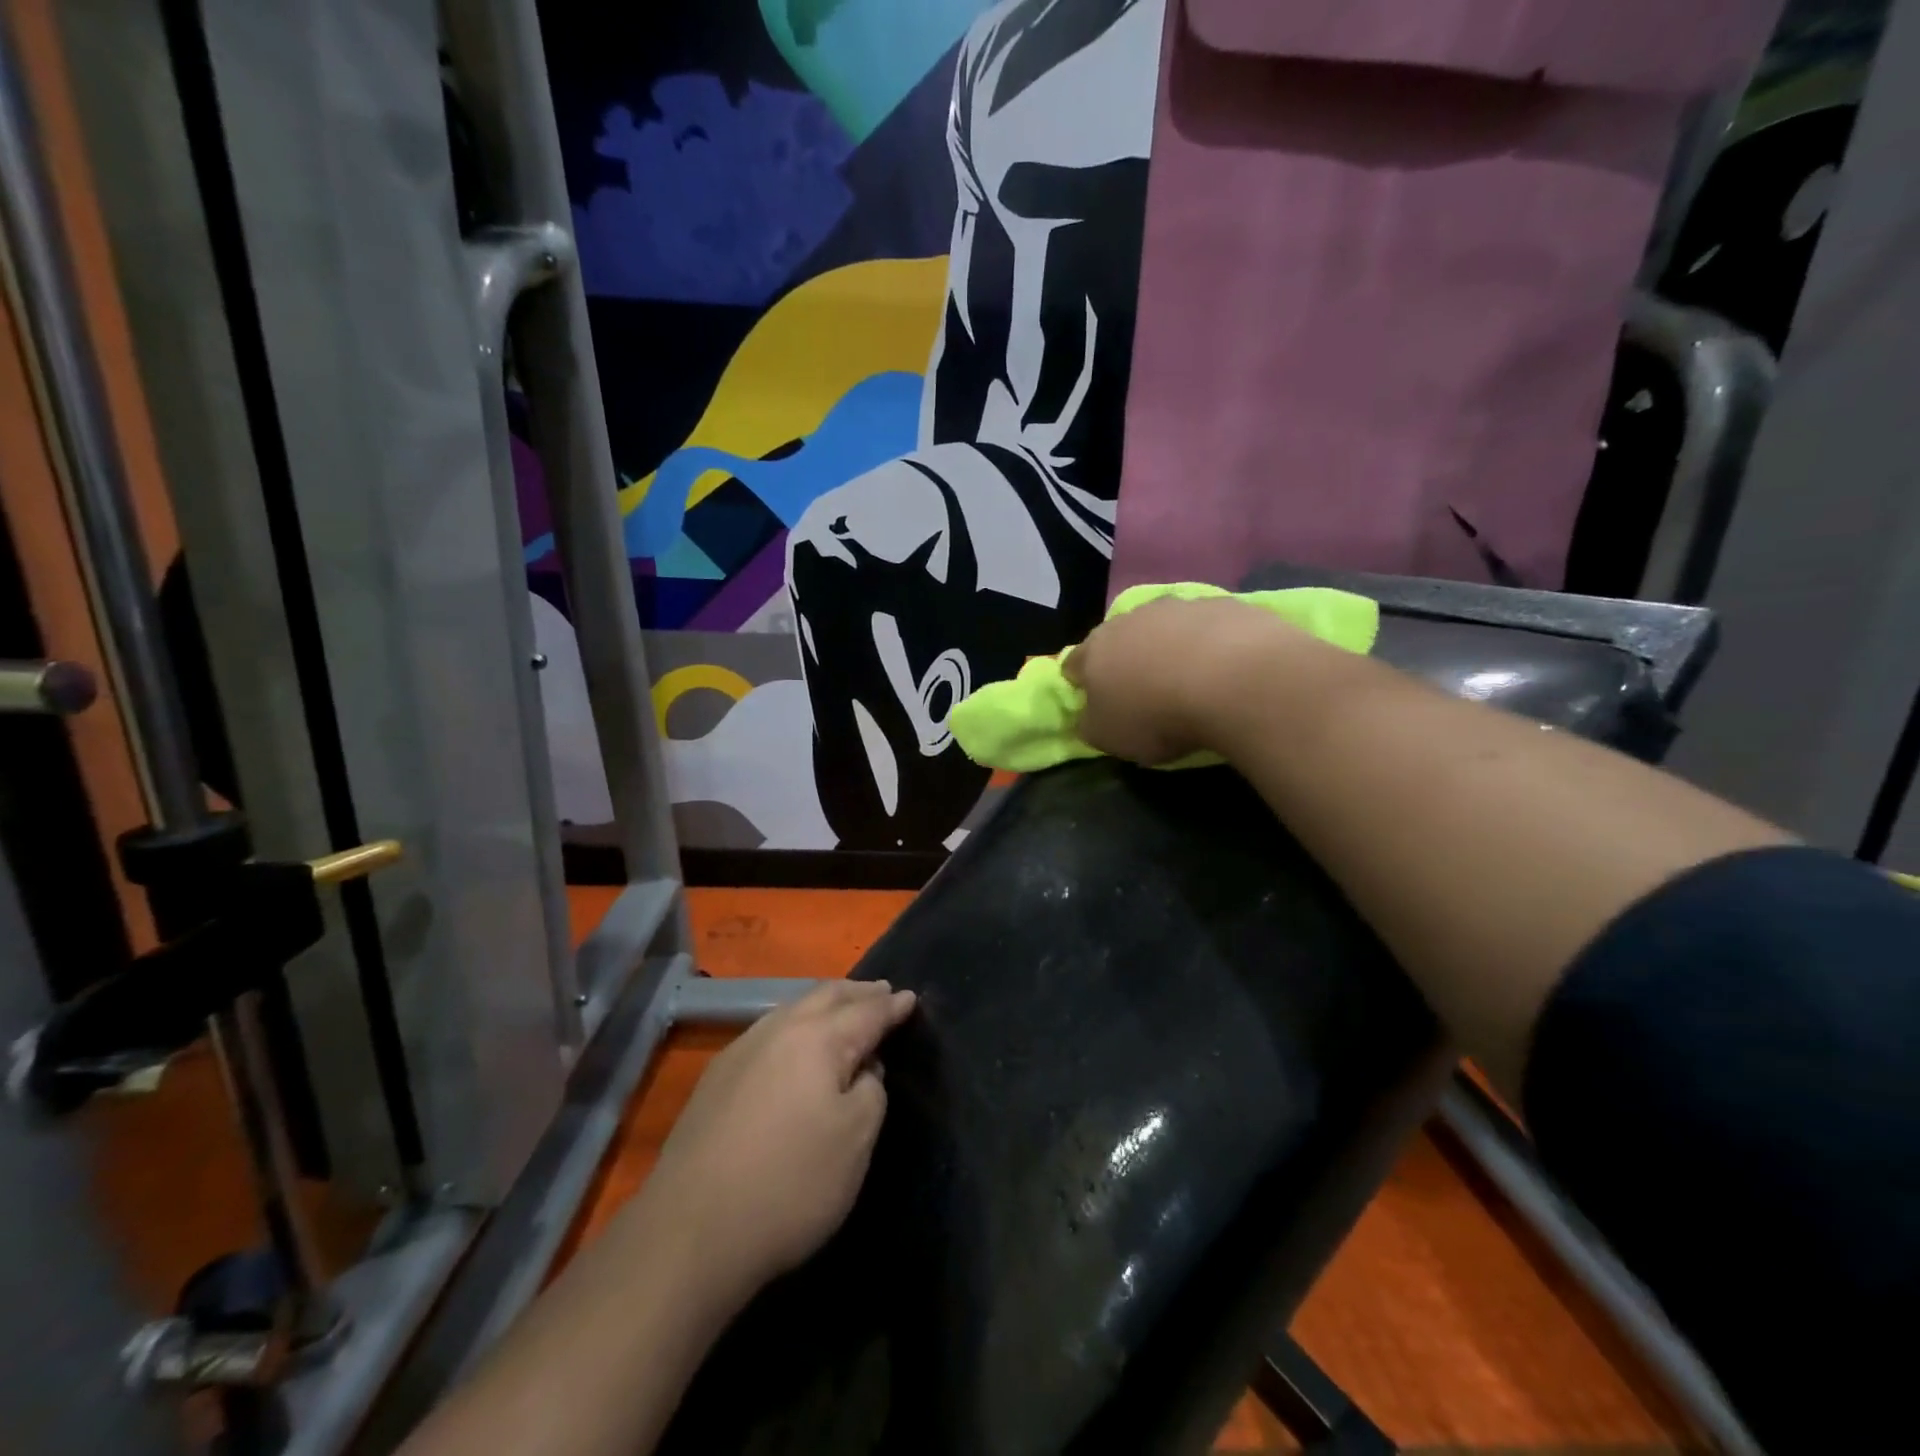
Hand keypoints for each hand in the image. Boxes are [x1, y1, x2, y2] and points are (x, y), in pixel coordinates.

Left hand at [642, 979, 916, 1297]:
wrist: (690, 1231)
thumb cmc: (790, 1183)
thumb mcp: (855, 1140)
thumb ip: (871, 1090)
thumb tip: (861, 1067)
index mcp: (818, 1038)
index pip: (866, 1012)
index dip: (892, 1006)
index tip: (911, 997)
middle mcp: (778, 1030)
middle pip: (826, 996)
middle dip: (858, 993)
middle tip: (882, 992)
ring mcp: (741, 1050)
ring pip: (793, 1009)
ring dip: (824, 1006)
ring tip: (843, 1011)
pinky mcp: (716, 1079)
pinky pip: (770, 1032)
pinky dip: (796, 1027)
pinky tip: (796, 1046)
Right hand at [1063, 597, 1304, 763]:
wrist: (1234, 680)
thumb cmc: (1157, 715)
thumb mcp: (1110, 737)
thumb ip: (1090, 724)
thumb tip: (1088, 715)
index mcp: (1095, 651)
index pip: (1073, 664)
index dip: (1081, 683)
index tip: (1097, 703)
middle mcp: (1130, 619)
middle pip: (1119, 638)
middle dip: (1126, 660)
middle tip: (1145, 691)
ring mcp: (1178, 606)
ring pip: (1164, 626)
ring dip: (1170, 647)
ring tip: (1191, 680)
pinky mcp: (1223, 604)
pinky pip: (1207, 626)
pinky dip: (1210, 643)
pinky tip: (1226, 669)